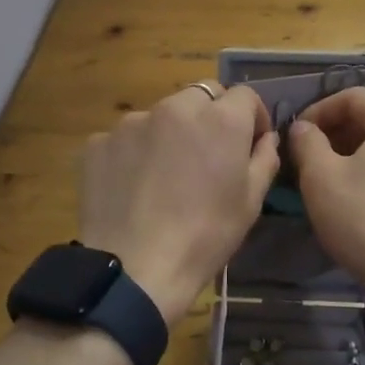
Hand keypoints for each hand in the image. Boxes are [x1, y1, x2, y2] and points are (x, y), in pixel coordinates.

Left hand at [77, 84, 279, 326]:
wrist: (134, 270)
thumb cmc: (205, 236)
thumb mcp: (250, 202)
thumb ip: (264, 159)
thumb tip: (266, 138)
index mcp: (220, 119)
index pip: (245, 95)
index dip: (252, 117)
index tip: (249, 143)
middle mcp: (176, 108)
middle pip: (202, 95)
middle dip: (211, 116)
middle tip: (208, 156)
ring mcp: (132, 122)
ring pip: (162, 114)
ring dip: (171, 132)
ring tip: (166, 175)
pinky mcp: (99, 142)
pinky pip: (126, 138)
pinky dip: (135, 152)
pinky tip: (133, 187)